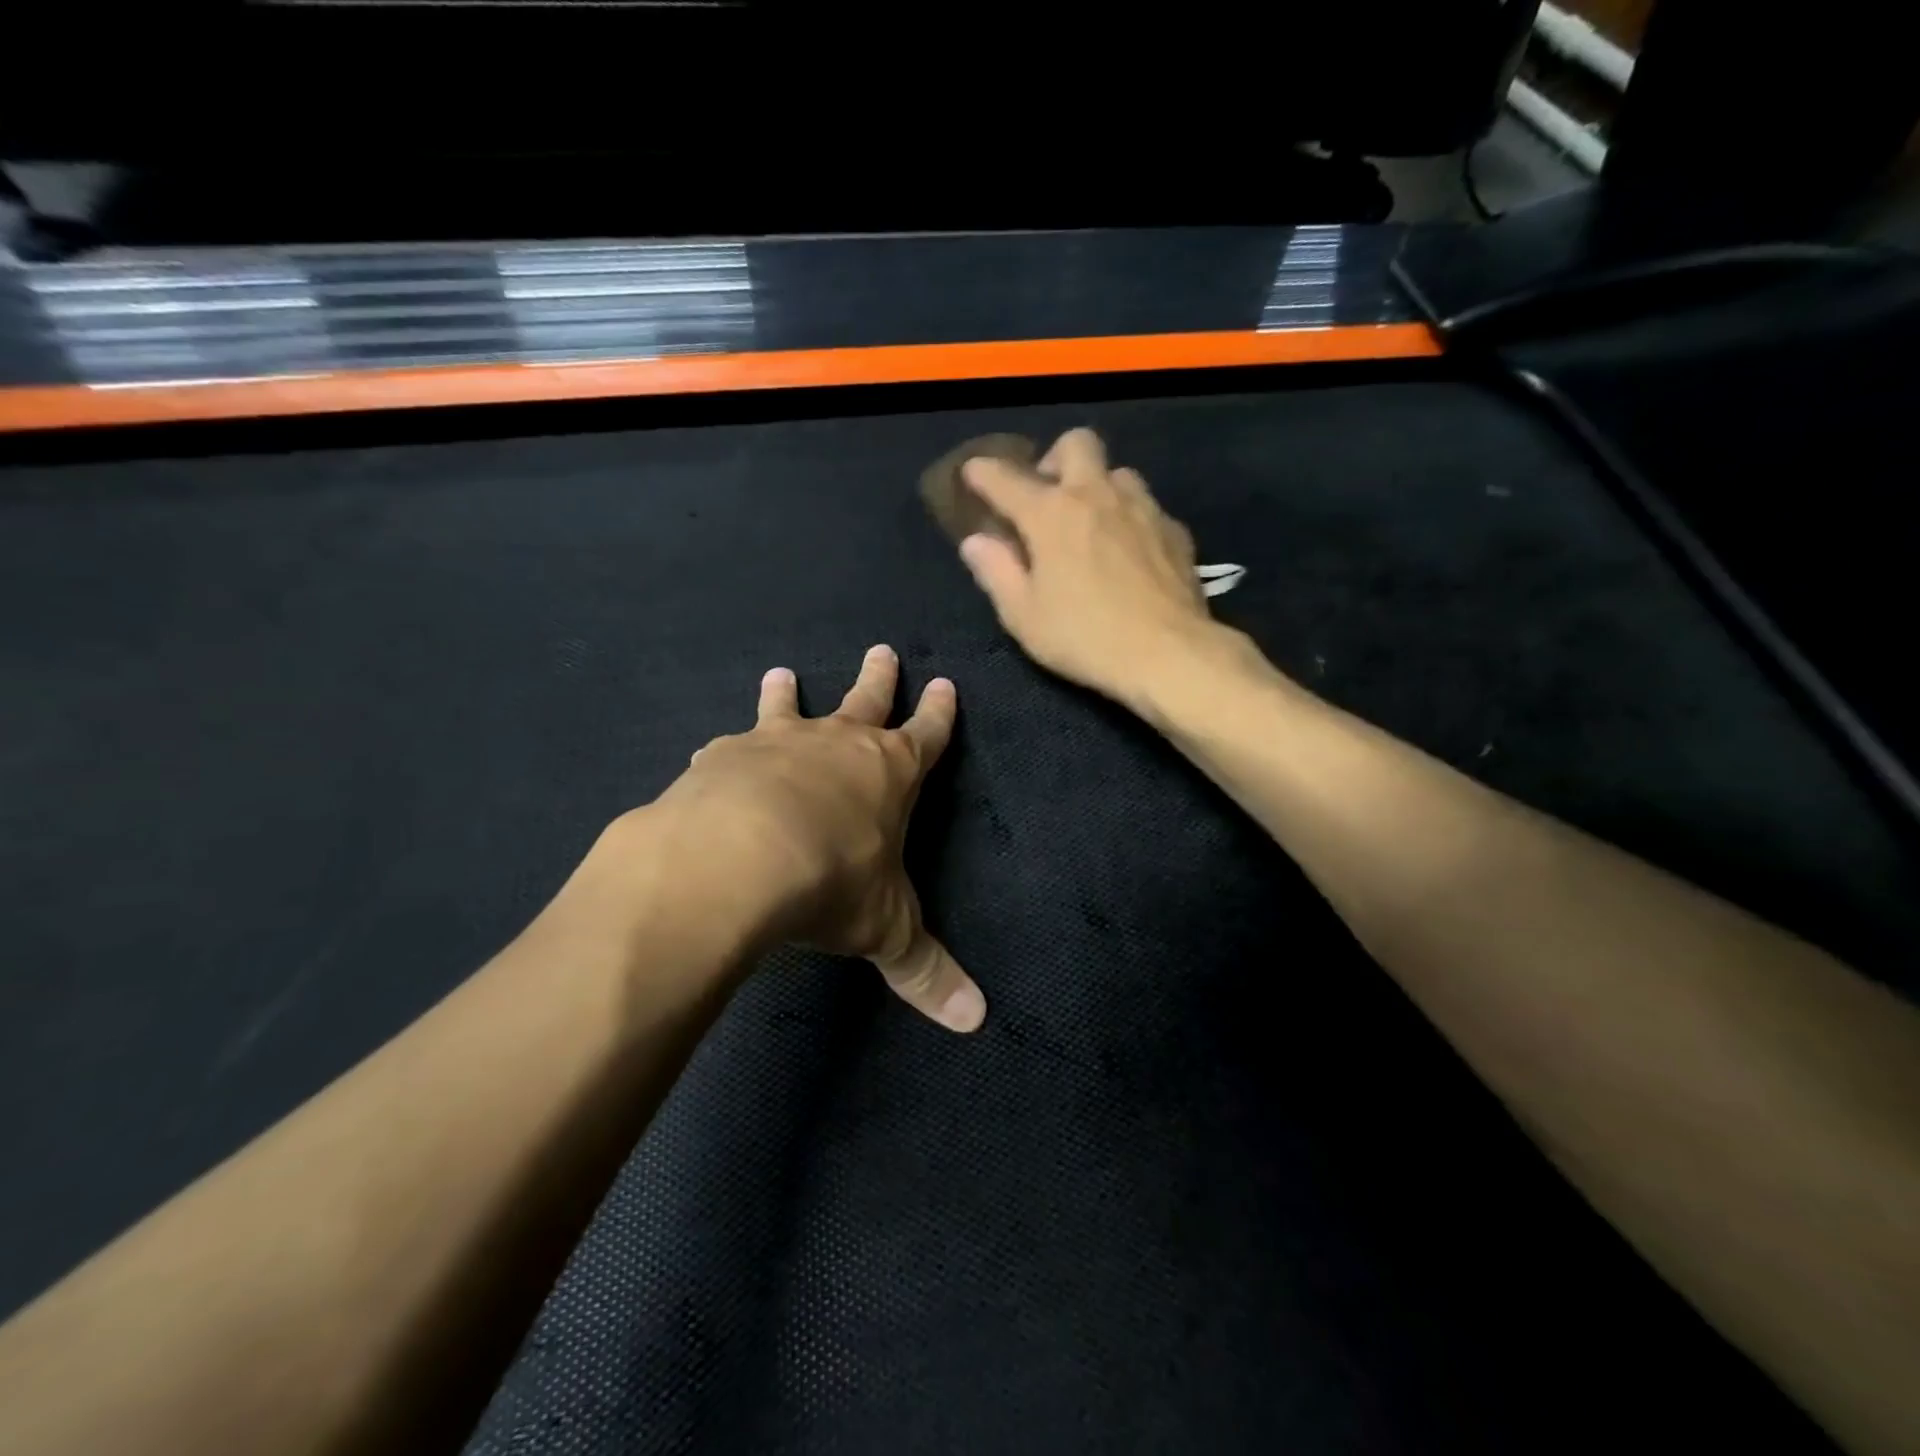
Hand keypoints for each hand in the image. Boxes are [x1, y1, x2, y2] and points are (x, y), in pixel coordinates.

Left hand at [648, 644, 984, 1031]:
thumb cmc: (831, 883)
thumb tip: (976, 1021)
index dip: (939, 713)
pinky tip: (713, 749)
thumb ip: (926, 971)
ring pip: (790, 707)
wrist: (738, 858)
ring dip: (789, 692)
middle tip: (881, 647)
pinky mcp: (725, 756)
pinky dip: (728, 747)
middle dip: (879, 678)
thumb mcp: (885, 930)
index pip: (928, 735)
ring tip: (781, 672)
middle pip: (867, 699)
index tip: (946, 684)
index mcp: (890, 773)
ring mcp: (779, 744)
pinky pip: (730, 745)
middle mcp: (838, 745)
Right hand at [957, 428, 1215, 704]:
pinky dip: (1129, 520)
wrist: (1168, 653)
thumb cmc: (1083, 637)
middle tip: (1047, 499)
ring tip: (1091, 526)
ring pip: (1118, 472)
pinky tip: (1128, 554)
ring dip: (1098, 488)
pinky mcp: (1174, 531)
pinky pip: (1146, 508)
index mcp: (1051, 513)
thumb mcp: (1023, 616)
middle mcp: (1097, 495)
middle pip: (1076, 444)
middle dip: (1054, 460)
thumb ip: (996, 572)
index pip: (1007, 479)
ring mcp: (1142, 508)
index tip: (973, 473)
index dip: (984, 473)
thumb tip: (976, 541)